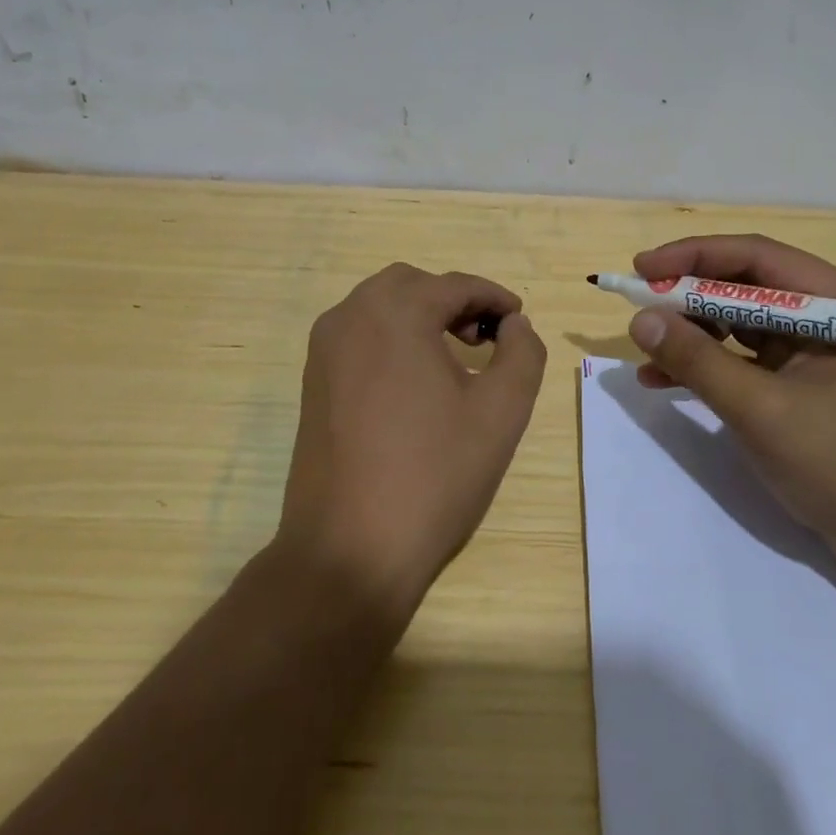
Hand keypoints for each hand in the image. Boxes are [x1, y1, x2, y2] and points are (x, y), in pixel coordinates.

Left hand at [277, 263, 547, 618]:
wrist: (349, 549)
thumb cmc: (434, 474)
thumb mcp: (501, 411)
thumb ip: (522, 353)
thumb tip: (514, 325)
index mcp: (395, 312)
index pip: (454, 285)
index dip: (494, 298)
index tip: (519, 320)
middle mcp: (350, 316)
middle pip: (411, 285)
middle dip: (453, 300)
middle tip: (486, 338)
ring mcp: (324, 350)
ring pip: (379, 307)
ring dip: (420, 316)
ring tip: (455, 357)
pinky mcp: (312, 382)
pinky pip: (358, 336)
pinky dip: (392, 338)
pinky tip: (415, 381)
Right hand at [628, 235, 835, 578]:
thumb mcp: (761, 411)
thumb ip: (697, 361)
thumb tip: (640, 319)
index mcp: (835, 303)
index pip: (754, 258)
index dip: (692, 257)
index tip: (640, 269)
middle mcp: (827, 315)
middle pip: (744, 287)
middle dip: (688, 297)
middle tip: (638, 308)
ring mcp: (816, 350)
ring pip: (740, 323)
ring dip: (693, 334)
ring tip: (645, 351)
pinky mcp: (804, 383)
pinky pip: (746, 359)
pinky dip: (708, 367)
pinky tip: (664, 382)